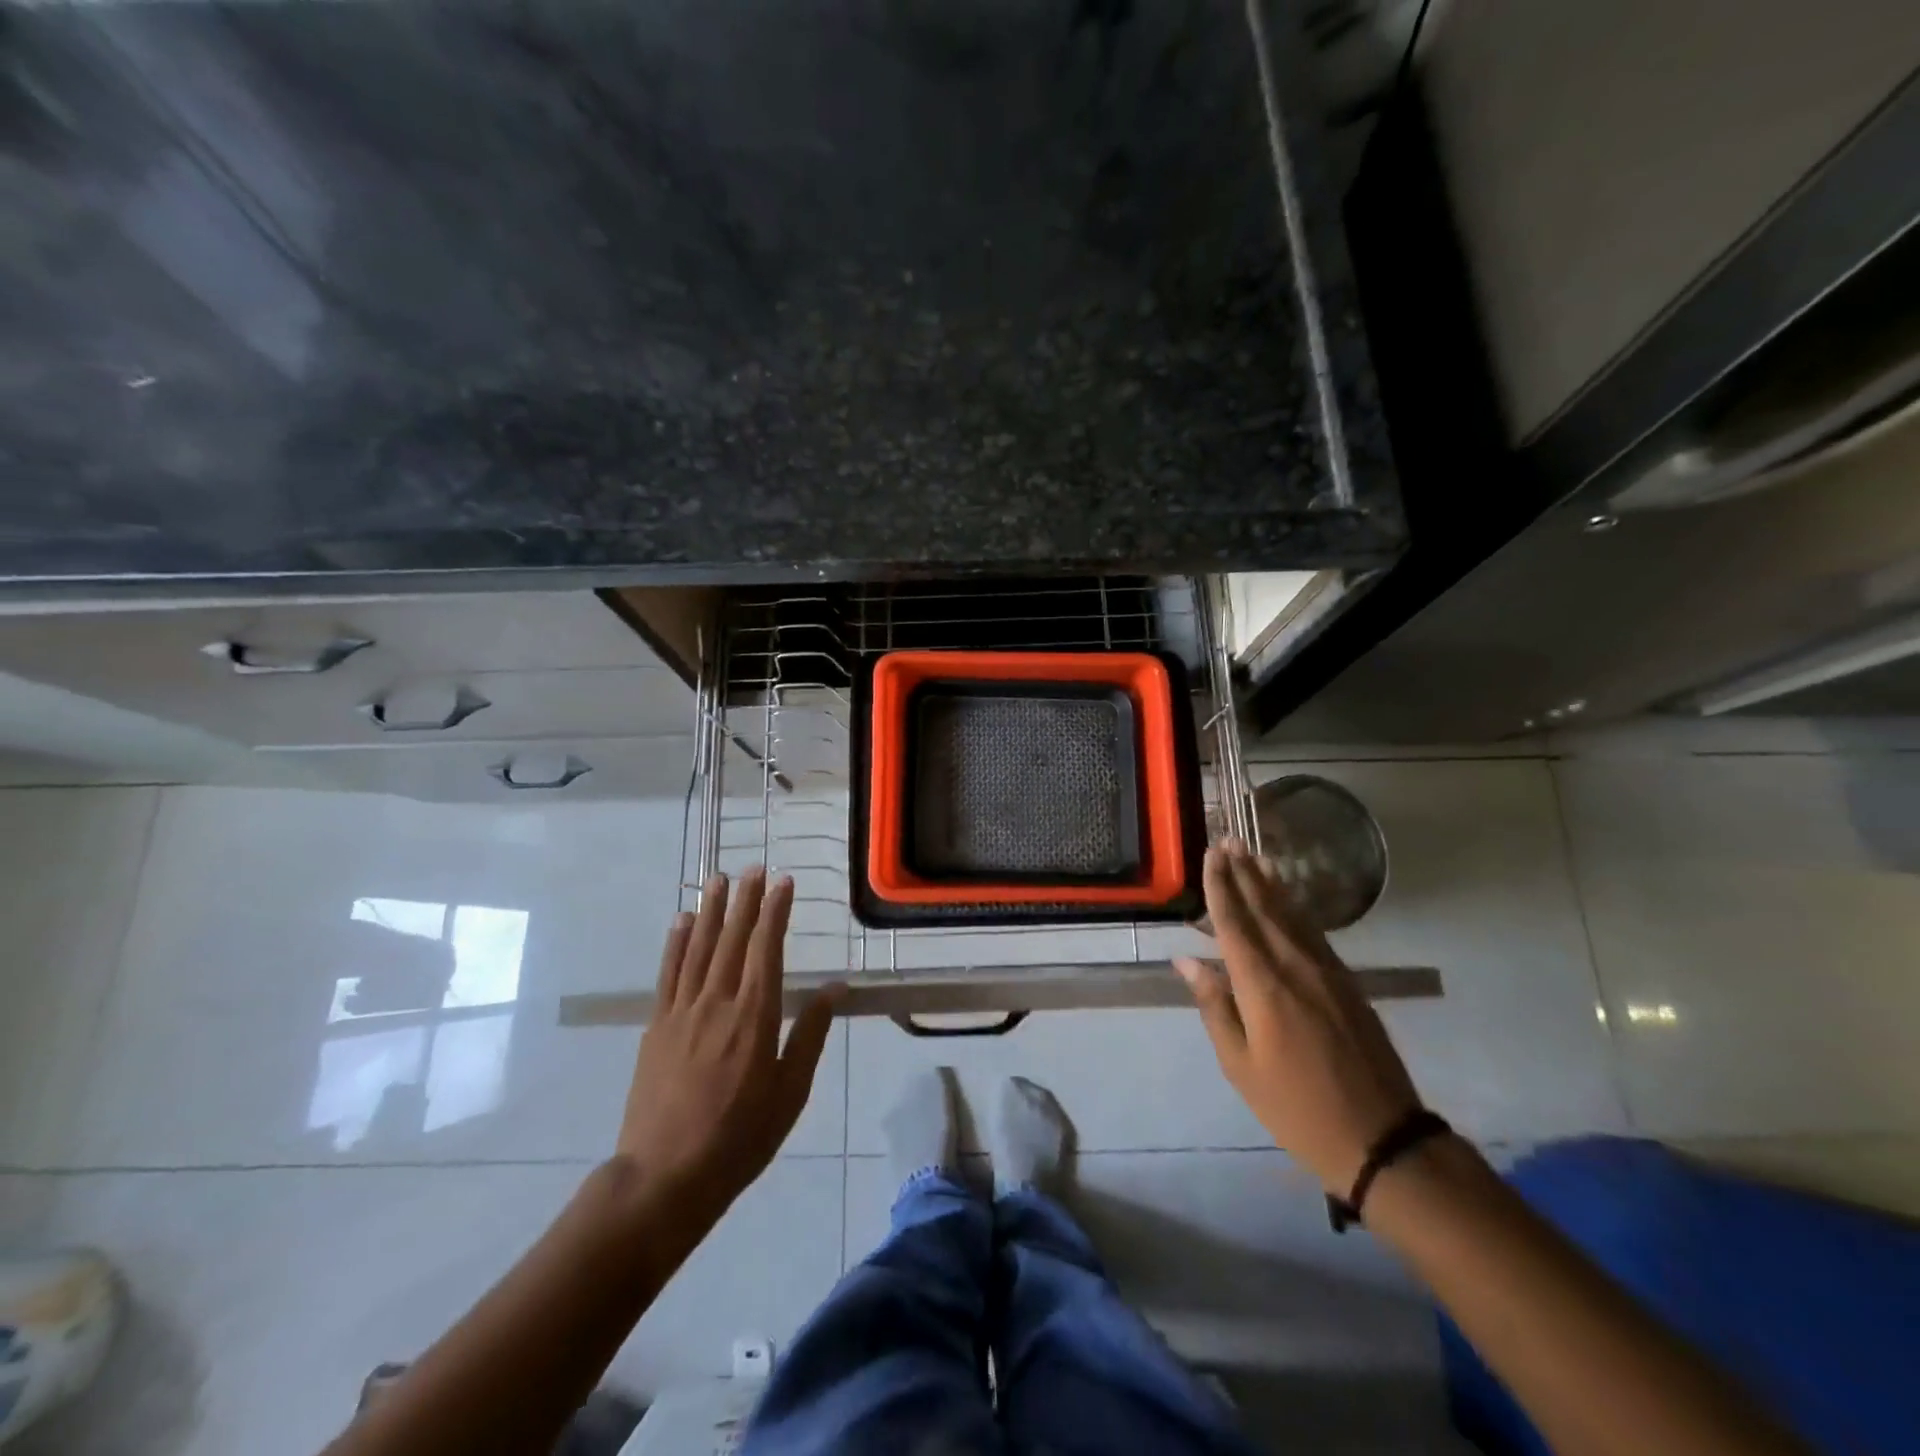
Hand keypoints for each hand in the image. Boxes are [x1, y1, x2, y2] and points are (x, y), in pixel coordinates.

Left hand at [616, 868, 842, 1212]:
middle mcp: (718, 1002)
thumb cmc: (740, 1137)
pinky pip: (668, 974)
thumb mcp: (790, 1091)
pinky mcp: (656, 1027)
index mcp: (755, 1016)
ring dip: (710, 911)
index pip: (768, 948)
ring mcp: (682, 1012)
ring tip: (718, 879)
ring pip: (699, 948)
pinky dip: (675, 944)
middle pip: (733, 939)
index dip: (776, 911)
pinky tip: (680, 922)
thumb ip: (810, 1034)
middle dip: (744, 900)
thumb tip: (834, 988)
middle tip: (752, 867)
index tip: (783, 881)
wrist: (666, 1177)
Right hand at [1176, 843, 1421, 1195]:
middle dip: (1243, 873)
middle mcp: (1295, 965)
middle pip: (1264, 908)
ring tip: (1253, 856)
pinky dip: (1296, 908)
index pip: (1234, 922)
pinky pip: (1314, 932)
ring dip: (1270, 883)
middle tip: (1227, 839)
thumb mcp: (1240, 1065)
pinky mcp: (1347, 982)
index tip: (1210, 854)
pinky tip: (1287, 900)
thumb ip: (1216, 1006)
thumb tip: (1188, 962)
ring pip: (1292, 915)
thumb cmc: (1295, 1107)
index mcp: (1263, 985)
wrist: (1381, 1137)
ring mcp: (1327, 971)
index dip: (1220, 886)